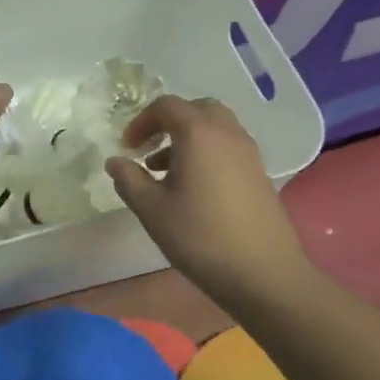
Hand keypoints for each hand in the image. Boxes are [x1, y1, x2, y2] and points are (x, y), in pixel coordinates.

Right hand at [105, 95, 313, 298]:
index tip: (127, 148)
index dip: (141, 121)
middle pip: (196, 109)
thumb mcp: (152, 209)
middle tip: (149, 148)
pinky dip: (207, 152)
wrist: (263, 273)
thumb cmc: (200, 236)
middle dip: (168, 122)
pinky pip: (228, 147)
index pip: (166, 106)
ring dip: (188, 138)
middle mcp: (227, 133)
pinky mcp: (260, 173)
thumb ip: (129, 179)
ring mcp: (249, 153)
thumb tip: (116, 161)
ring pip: (215, 128)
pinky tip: (194, 188)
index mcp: (198, 133)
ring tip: (165, 172)